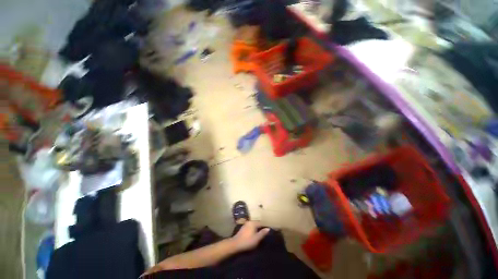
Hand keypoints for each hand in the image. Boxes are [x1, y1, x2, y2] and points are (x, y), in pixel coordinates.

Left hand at [231, 221, 269, 251]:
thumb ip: (263, 233)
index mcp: (253, 223)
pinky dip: (253, 230)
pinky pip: (250, 227)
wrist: (235, 244)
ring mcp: (245, 224)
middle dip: (261, 227)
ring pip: (253, 225)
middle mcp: (249, 221)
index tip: (269, 231)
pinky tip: (253, 234)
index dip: (265, 227)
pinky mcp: (243, 228)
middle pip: (257, 223)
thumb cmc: (247, 241)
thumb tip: (268, 228)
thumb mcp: (257, 238)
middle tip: (265, 233)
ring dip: (256, 229)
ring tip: (260, 234)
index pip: (261, 223)